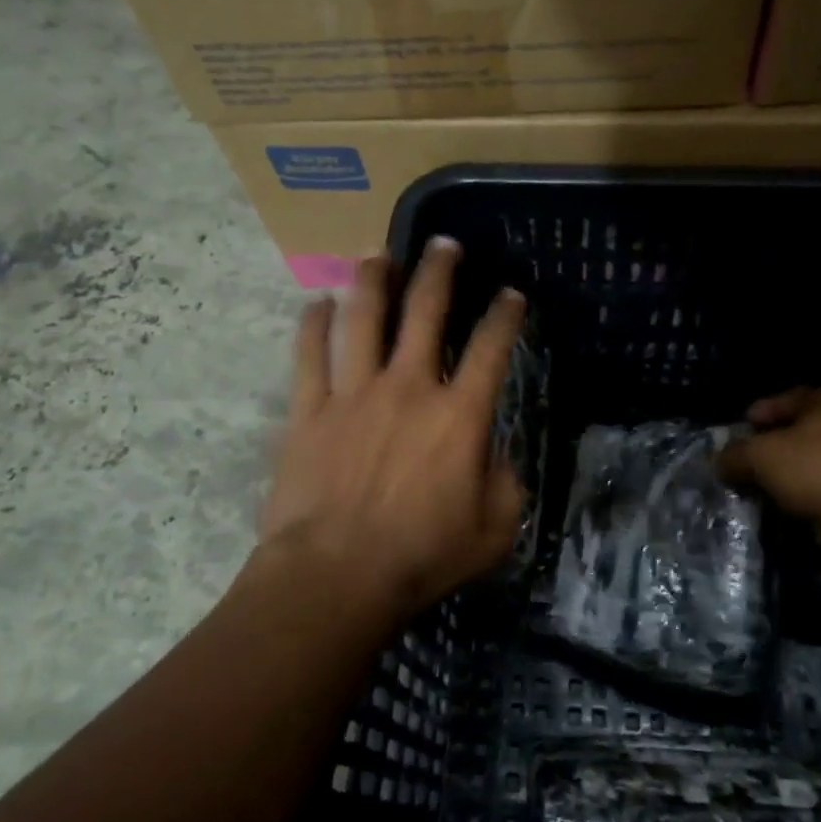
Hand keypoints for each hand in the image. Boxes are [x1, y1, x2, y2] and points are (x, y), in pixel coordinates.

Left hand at [260, 238, 527, 619]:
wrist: (335, 577)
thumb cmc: (421, 557)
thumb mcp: (494, 531)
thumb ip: (505, 484)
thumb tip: (493, 454)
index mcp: (459, 415)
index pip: (492, 349)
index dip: (506, 315)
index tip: (510, 294)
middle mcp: (409, 387)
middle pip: (425, 312)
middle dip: (439, 271)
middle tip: (443, 244)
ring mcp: (354, 393)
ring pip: (363, 318)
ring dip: (372, 281)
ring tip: (378, 256)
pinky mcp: (309, 410)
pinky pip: (309, 355)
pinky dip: (314, 325)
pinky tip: (318, 305)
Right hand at [717, 388, 820, 528]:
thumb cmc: (814, 468)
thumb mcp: (760, 456)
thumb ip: (735, 455)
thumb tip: (718, 462)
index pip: (786, 399)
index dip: (760, 412)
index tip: (743, 427)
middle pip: (802, 428)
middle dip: (775, 442)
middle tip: (751, 456)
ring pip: (816, 456)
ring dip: (792, 468)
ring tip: (766, 482)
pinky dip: (809, 488)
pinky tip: (790, 500)